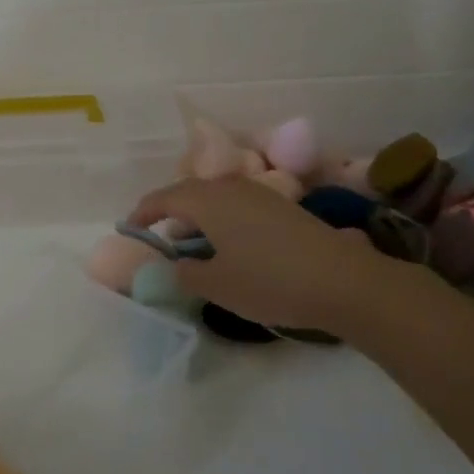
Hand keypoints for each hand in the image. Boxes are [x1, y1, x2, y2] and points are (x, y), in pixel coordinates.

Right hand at [131, 177, 382, 333]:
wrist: (343, 281)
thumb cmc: (270, 281)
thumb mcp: (218, 285)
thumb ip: (186, 273)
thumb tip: (177, 263)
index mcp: (208, 200)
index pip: (164, 197)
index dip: (143, 212)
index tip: (130, 228)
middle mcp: (231, 188)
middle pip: (190, 191)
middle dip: (170, 211)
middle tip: (160, 235)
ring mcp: (260, 194)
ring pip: (216, 196)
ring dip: (198, 214)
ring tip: (193, 242)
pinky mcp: (282, 207)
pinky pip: (237, 204)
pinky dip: (222, 218)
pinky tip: (229, 244)